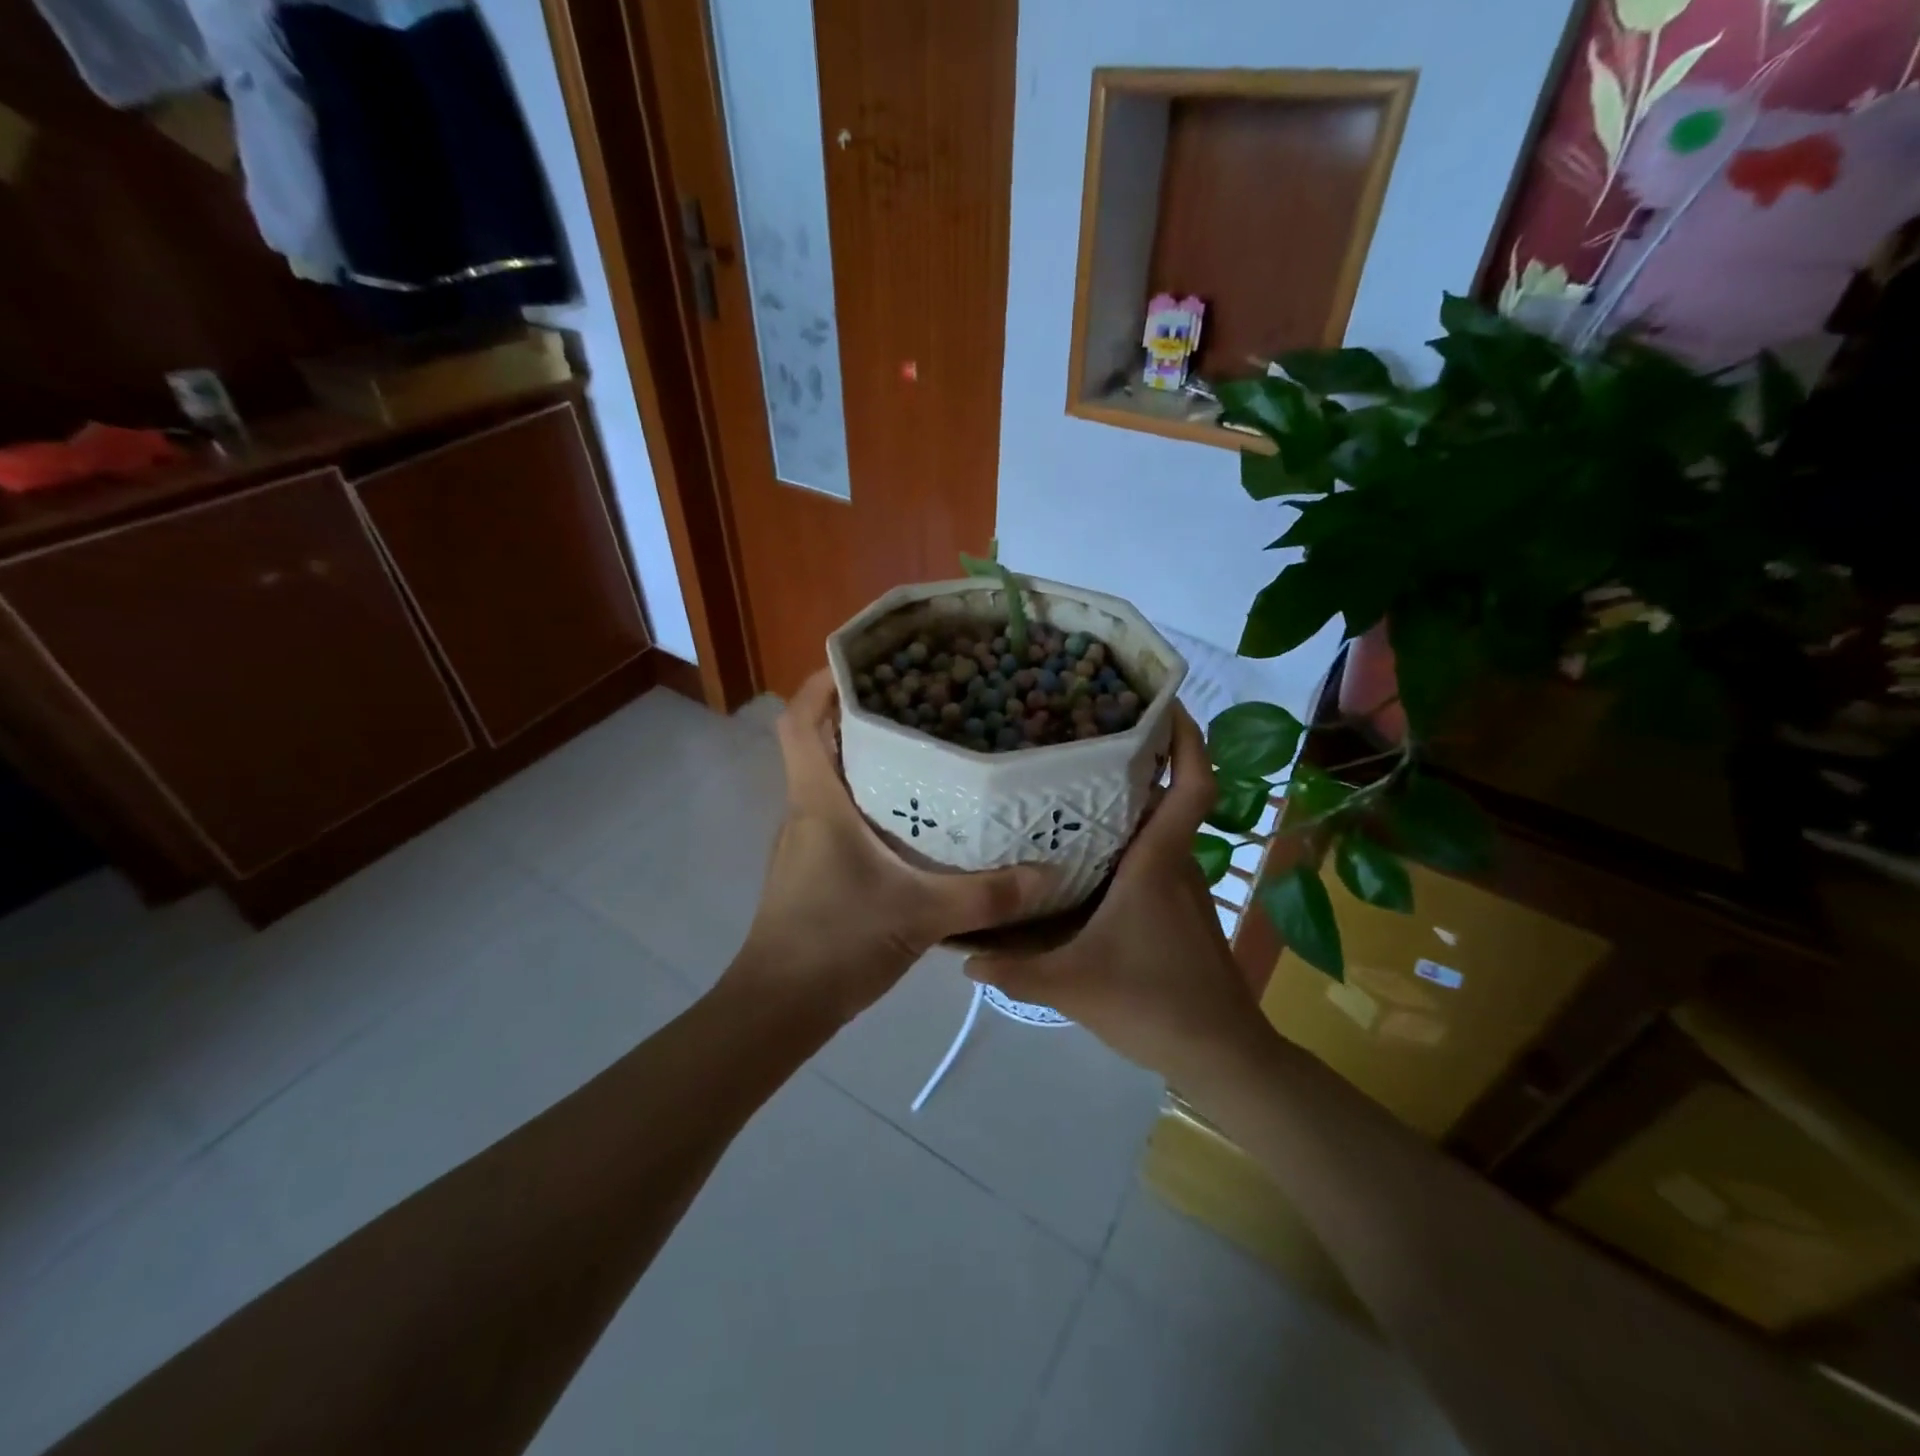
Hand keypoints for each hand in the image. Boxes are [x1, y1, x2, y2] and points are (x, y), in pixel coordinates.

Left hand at [733, 670, 1054, 1020]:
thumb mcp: (921, 915)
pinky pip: (840, 811)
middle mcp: (805, 809)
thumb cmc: (836, 943)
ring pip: (831, 777)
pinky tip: (915, 814)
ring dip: (867, 755)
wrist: (780, 1007)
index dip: (821, 681)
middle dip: (860, 711)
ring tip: (925, 745)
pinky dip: (871, 797)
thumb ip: (988, 896)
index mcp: (817, 800)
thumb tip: (1050, 874)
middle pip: (819, 740)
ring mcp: (806, 839)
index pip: (798, 719)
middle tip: (919, 697)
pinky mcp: (815, 865)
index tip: (864, 660)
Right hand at [964, 705, 1273, 1083]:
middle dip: (1139, 757)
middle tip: (1087, 733)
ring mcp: (1183, 888)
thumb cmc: (1153, 1005)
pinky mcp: (1180, 910)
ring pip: (1159, 827)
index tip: (1162, 703)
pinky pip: (1154, 857)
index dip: (1188, 738)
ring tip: (1075, 785)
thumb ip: (1013, 968)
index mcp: (1157, 864)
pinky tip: (1087, 856)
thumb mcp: (1071, 986)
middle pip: (1168, 794)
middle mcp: (1175, 864)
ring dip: (1130, 800)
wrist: (1221, 1055)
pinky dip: (1128, 840)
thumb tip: (961, 955)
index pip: (1192, 785)